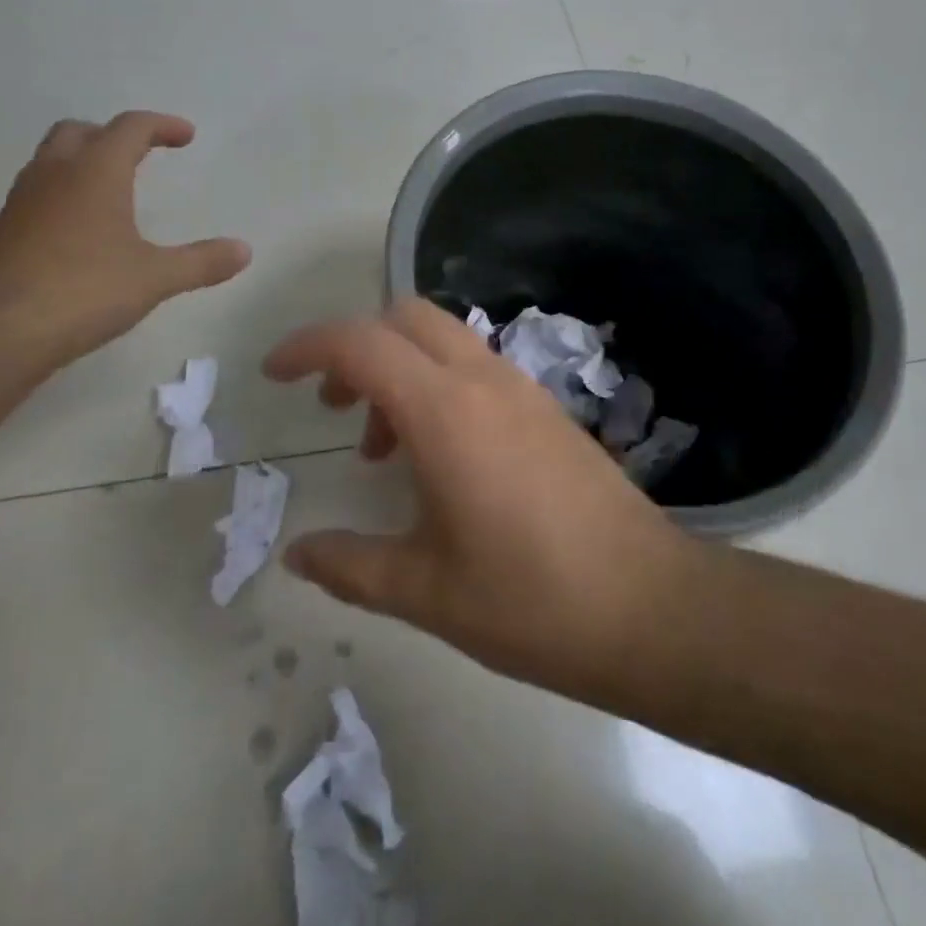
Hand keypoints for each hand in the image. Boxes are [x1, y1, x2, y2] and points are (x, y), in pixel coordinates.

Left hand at [0, 112, 249, 365]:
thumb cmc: (85, 290)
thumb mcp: (155, 277)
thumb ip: (202, 261)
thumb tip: (245, 250)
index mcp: (96, 171)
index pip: (130, 127)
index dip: (162, 126)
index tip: (186, 136)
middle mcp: (55, 174)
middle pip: (81, 131)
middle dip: (114, 135)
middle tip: (141, 154)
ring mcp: (23, 201)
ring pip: (53, 159)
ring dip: (84, 160)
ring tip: (113, 188)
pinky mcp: (5, 230)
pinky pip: (39, 191)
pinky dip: (65, 191)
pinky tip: (81, 229)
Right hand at [263, 298, 697, 694]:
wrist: (650, 608)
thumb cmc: (530, 600)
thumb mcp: (425, 591)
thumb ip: (350, 566)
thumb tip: (298, 553)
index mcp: (446, 411)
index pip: (360, 343)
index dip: (307, 347)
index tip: (274, 375)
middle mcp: (484, 381)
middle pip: (405, 317)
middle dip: (356, 347)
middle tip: (334, 408)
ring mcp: (523, 389)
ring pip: (443, 339)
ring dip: (399, 369)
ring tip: (385, 449)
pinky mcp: (548, 409)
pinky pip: (475, 368)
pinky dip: (437, 385)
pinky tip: (440, 458)